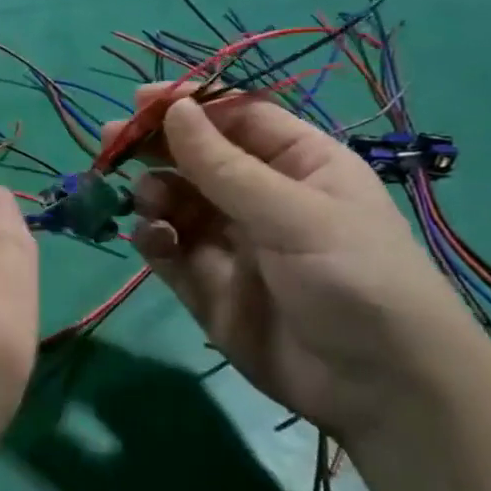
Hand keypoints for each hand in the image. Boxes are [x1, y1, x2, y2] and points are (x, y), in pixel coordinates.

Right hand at [108, 87, 483, 444]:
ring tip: (149, 202)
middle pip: (196, 157)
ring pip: (175, 201)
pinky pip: (168, 249)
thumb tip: (174, 108)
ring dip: (153, 194)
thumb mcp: (293, 214)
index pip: (237, 118)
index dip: (190, 105)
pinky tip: (155, 240)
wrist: (379, 389)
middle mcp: (261, 197)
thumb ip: (223, 166)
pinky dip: (154, 239)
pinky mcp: (207, 285)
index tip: (139, 101)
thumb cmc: (354, 279)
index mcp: (299, 164)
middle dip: (155, 147)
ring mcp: (231, 242)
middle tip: (110, 141)